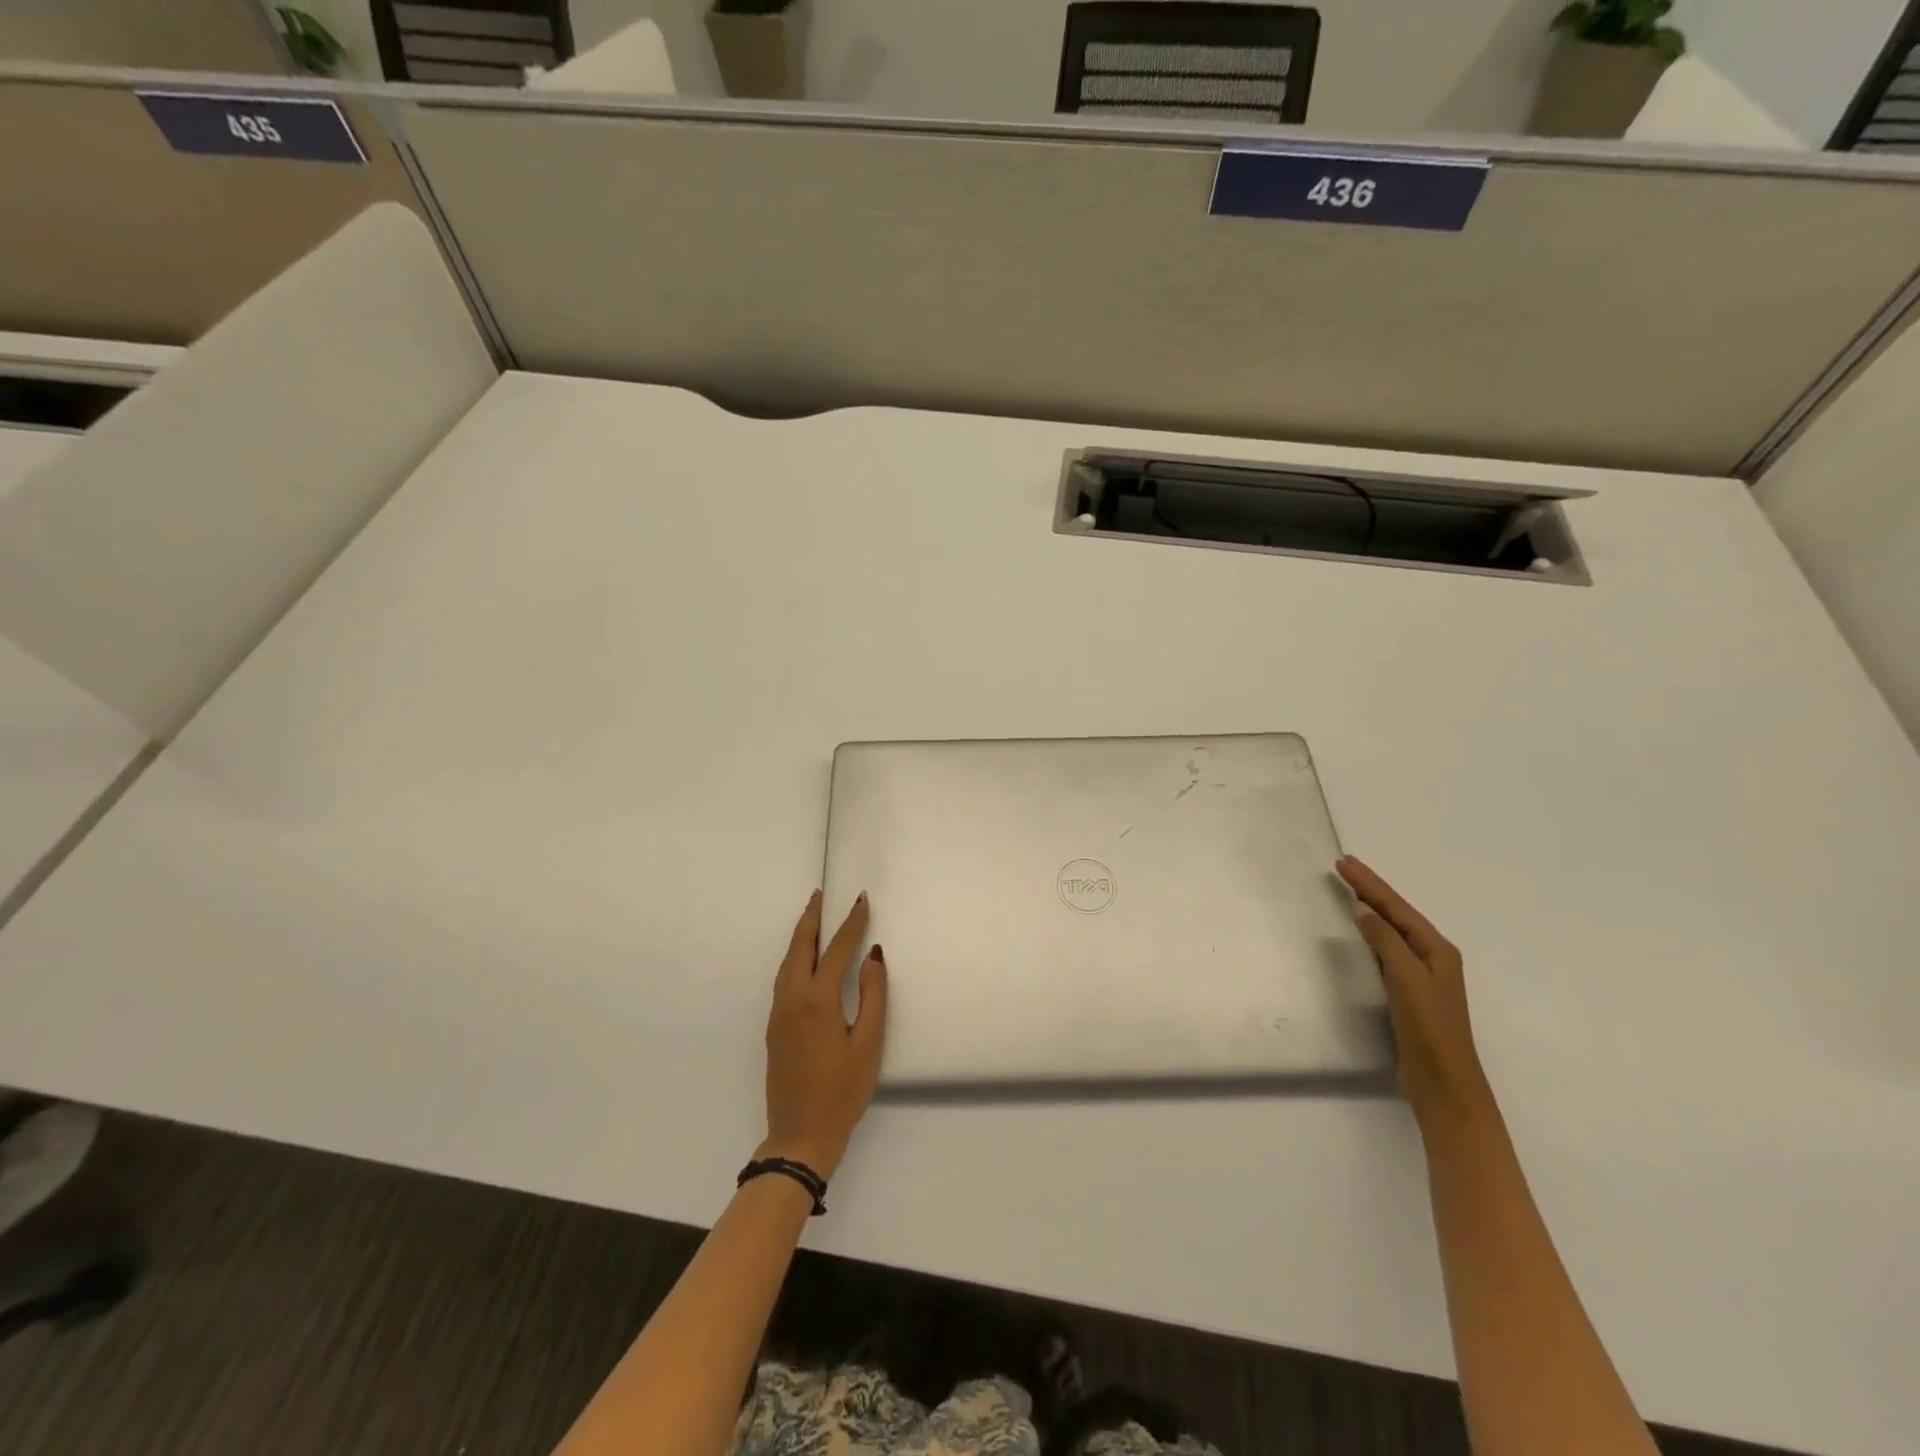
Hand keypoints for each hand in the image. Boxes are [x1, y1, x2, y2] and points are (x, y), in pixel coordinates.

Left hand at [760, 891, 887, 1179]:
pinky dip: (794, 957)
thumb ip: (872, 996)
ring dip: (800, 936)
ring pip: (787, 962)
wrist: (799, 1136)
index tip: (860, 900)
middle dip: (812, 918)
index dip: (850, 923)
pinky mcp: (774, 1027)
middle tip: (821, 895)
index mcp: (817, 1001)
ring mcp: (778, 1013)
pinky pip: (783, 978)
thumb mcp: (868, 1045)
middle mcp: (792, 999)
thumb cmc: (842, 1092)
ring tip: (813, 917)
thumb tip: (873, 955)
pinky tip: (804, 958)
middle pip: (800, 947)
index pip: (836, 950)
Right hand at [1337, 856, 1493, 1126]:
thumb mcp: (1407, 978)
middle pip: (1396, 914)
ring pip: (1392, 930)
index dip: (1370, 884)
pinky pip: (1387, 949)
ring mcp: (1421, 974)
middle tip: (1344, 867)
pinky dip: (1372, 932)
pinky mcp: (1408, 991)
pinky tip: (1361, 930)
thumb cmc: (1428, 1027)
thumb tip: (1364, 910)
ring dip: (1371, 908)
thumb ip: (1386, 941)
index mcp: (1437, 949)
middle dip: (1371, 889)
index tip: (1344, 862)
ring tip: (1349, 889)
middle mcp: (1432, 956)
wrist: (1443, 1080)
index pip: (1396, 907)